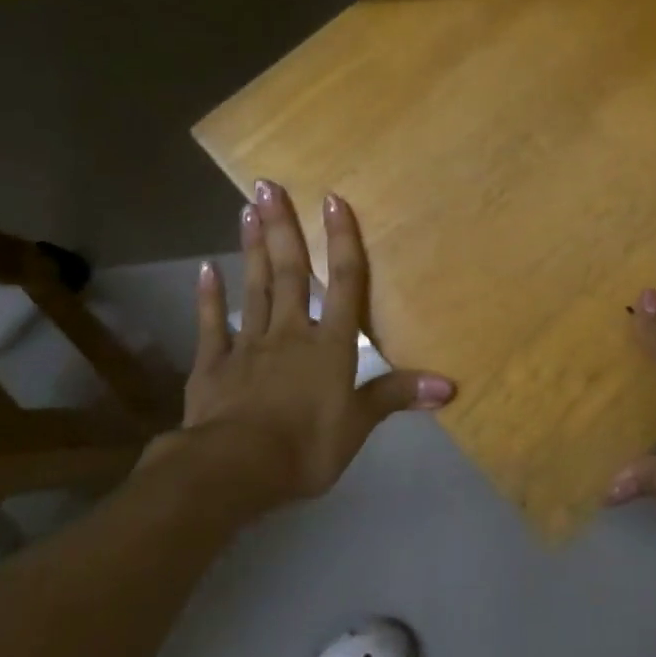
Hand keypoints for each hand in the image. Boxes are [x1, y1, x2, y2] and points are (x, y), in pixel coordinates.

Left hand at [163, 179, 452, 504]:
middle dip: (283, 228)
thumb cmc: (305, 446)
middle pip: (290, 272)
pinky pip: (212, 325)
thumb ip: (397, 395)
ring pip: (254, 287)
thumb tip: (449, 386)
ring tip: (247, 210)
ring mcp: (248, 345)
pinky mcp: (213, 365)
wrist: (233, 470)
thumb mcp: (358, 425)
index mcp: (329, 344)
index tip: (331, 198)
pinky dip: (209, 297)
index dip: (340, 239)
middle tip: (267, 186)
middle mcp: (290, 331)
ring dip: (253, 248)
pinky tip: (206, 268)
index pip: (342, 281)